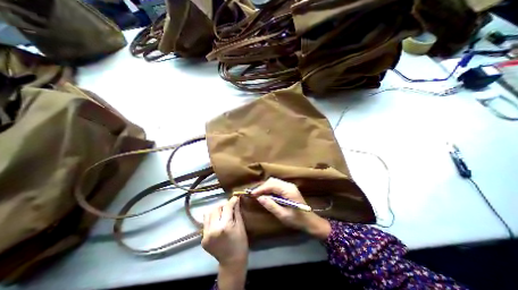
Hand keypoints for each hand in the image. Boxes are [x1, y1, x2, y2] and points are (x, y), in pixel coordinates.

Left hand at [201, 196, 246, 266]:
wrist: (232, 262)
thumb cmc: (240, 243)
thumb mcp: (240, 225)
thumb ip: (236, 211)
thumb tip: (236, 199)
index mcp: (225, 226)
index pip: (227, 207)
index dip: (232, 201)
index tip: (235, 198)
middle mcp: (213, 229)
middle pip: (215, 208)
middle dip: (223, 205)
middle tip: (229, 207)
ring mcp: (205, 235)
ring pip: (208, 214)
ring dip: (216, 211)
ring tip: (222, 213)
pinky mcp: (202, 239)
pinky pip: (206, 223)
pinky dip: (212, 219)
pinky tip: (218, 222)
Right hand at [251, 177, 331, 239]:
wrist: (310, 222)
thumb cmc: (298, 220)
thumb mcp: (283, 215)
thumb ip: (271, 205)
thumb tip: (259, 197)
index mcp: (288, 190)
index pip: (272, 185)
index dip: (261, 189)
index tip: (252, 194)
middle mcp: (289, 185)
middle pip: (272, 181)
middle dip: (262, 187)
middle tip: (254, 194)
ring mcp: (289, 186)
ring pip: (274, 182)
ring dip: (265, 187)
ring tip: (258, 194)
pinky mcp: (288, 189)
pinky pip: (276, 185)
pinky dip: (269, 189)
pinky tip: (265, 194)